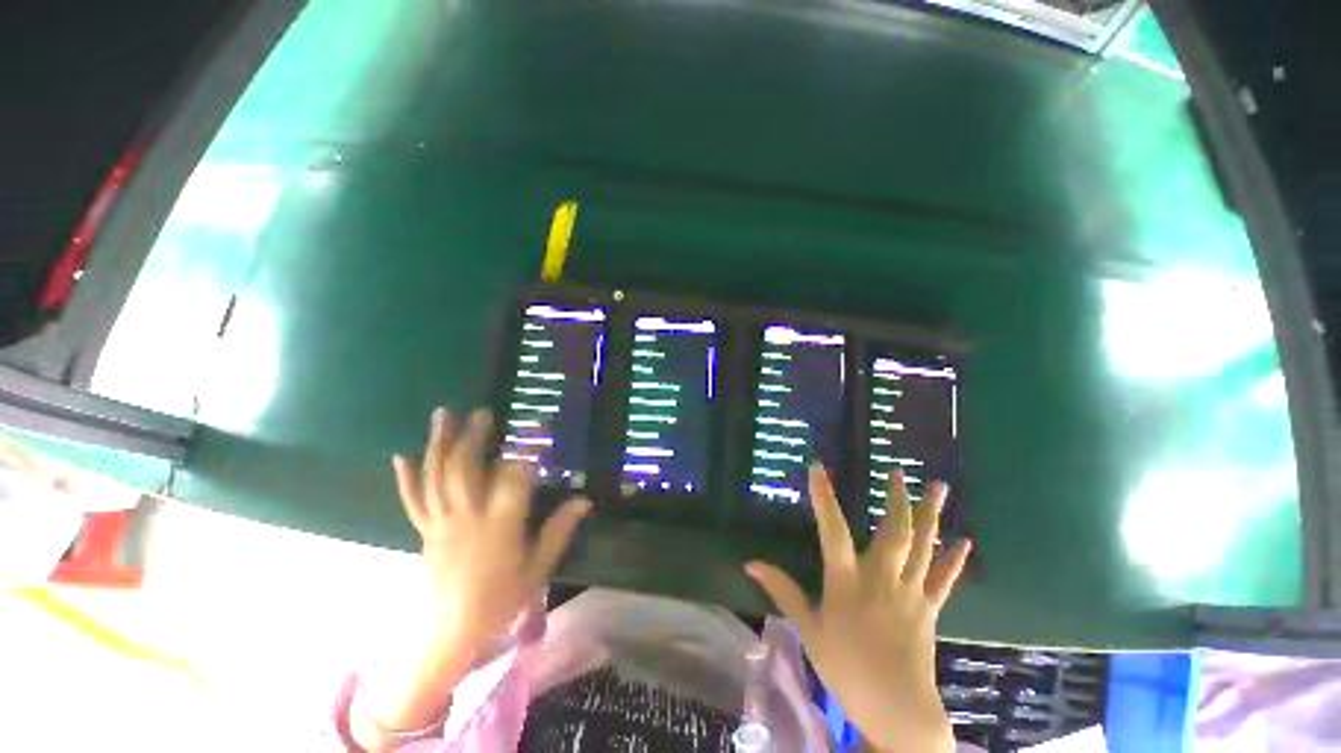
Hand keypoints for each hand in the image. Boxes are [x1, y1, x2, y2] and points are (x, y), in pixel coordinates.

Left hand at [393, 407, 591, 650]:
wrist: (451, 634)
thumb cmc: (501, 600)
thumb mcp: (538, 568)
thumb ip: (559, 530)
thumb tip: (586, 500)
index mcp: (500, 527)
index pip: (514, 480)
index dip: (526, 452)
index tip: (537, 429)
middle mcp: (468, 519)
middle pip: (466, 470)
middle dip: (474, 437)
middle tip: (482, 412)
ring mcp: (442, 524)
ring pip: (437, 477)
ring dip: (439, 444)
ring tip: (443, 414)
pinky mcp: (425, 532)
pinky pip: (413, 501)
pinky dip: (406, 478)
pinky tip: (401, 455)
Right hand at [745, 466, 970, 752]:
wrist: (897, 711)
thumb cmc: (846, 669)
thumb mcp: (808, 629)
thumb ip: (783, 590)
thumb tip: (751, 563)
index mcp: (847, 580)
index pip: (832, 528)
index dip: (823, 496)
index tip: (817, 467)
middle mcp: (881, 577)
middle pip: (893, 530)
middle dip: (896, 498)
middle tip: (900, 471)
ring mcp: (910, 592)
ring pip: (922, 545)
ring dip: (930, 514)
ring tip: (938, 486)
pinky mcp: (929, 608)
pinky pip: (943, 579)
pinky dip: (953, 560)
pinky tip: (964, 541)